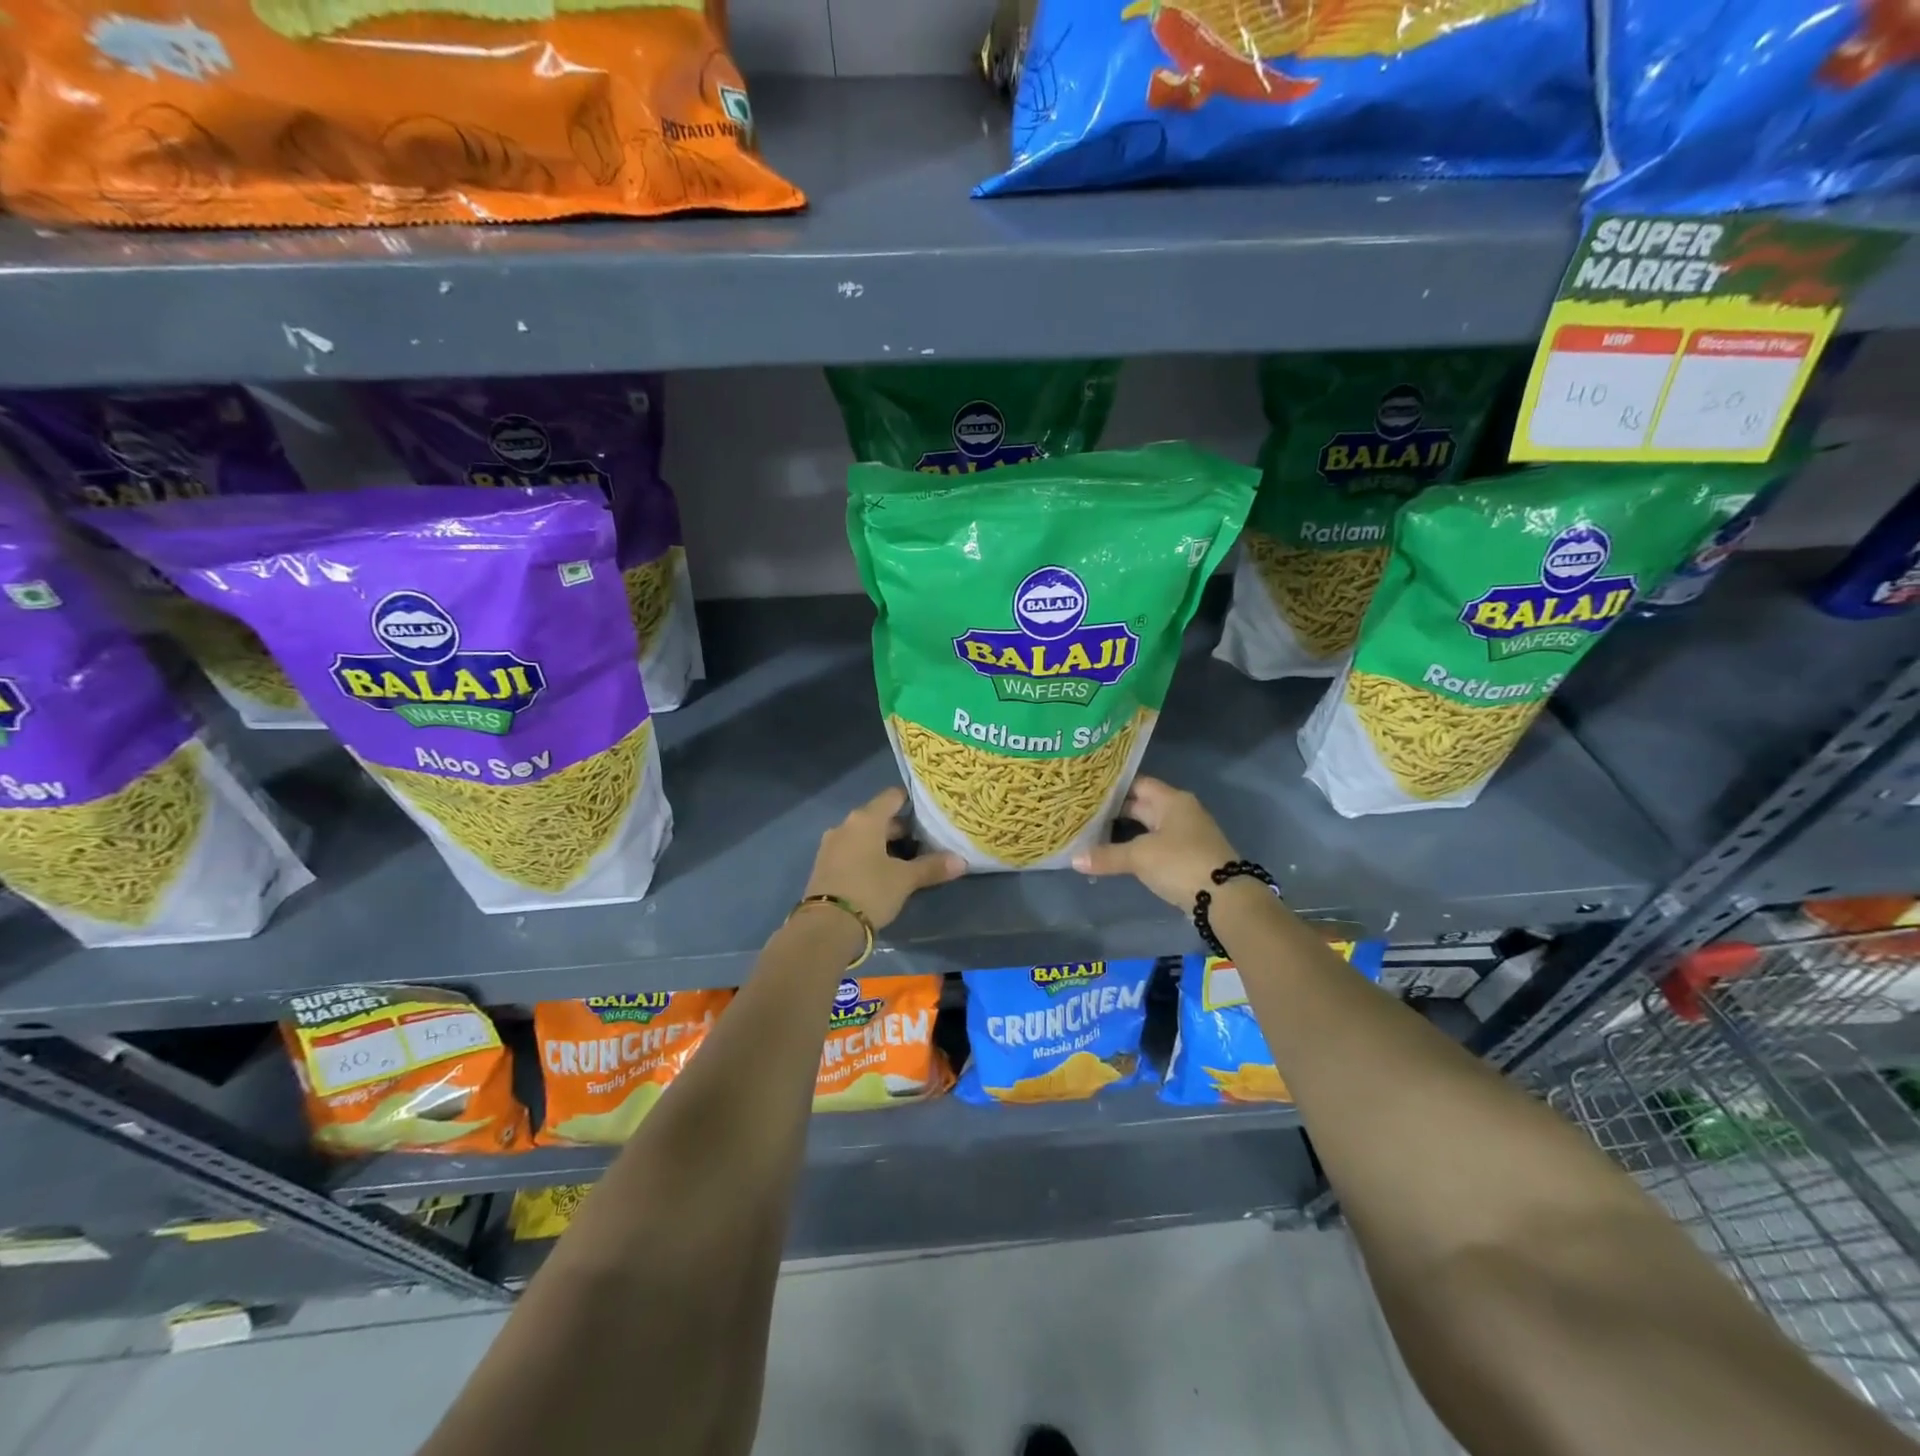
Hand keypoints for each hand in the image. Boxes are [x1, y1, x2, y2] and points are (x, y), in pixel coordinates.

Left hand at [803, 787, 964, 930]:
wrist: (825, 927)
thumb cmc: (869, 891)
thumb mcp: (905, 880)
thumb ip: (932, 867)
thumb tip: (961, 861)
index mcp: (865, 819)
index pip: (892, 796)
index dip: (912, 800)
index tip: (930, 810)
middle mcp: (845, 825)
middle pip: (879, 817)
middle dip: (902, 829)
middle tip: (926, 841)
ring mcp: (831, 845)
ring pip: (865, 836)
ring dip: (885, 844)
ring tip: (908, 859)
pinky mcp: (824, 866)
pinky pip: (852, 851)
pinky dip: (869, 856)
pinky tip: (883, 873)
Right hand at [1071, 775, 1236, 909]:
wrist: (1225, 898)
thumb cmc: (1181, 863)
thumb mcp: (1139, 857)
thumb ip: (1107, 855)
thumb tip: (1074, 859)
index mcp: (1172, 800)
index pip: (1137, 784)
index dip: (1113, 787)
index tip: (1087, 790)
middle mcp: (1180, 812)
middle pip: (1142, 805)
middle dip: (1114, 810)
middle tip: (1083, 812)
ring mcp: (1185, 835)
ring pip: (1148, 827)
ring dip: (1125, 831)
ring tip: (1093, 832)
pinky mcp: (1187, 857)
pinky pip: (1155, 845)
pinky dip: (1136, 847)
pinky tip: (1116, 854)